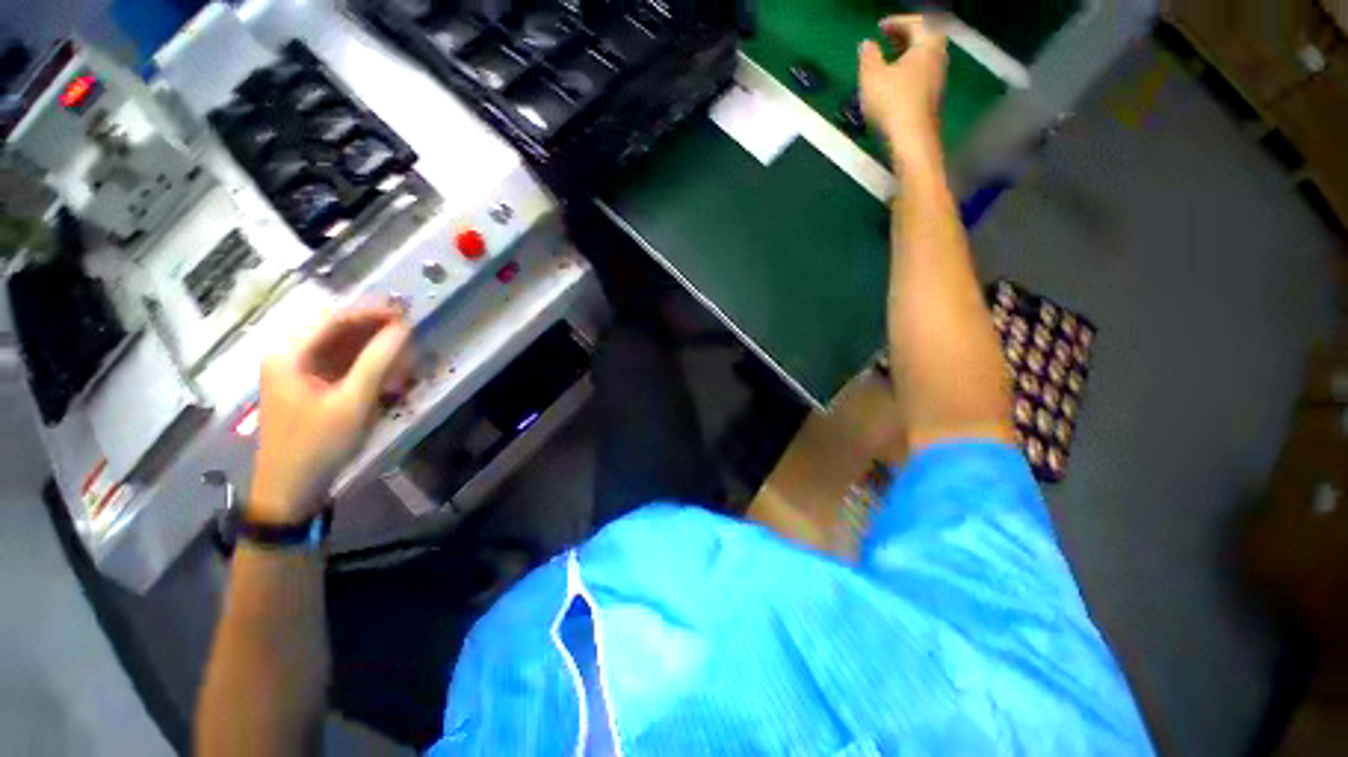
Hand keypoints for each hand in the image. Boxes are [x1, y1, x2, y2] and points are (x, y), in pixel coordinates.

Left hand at [249, 307, 412, 524]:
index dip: (372, 313)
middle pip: (337, 332)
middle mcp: (289, 357)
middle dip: (375, 333)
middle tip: (410, 337)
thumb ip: (377, 362)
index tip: (407, 314)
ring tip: (404, 358)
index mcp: (289, 354)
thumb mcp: (353, 402)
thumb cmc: (318, 444)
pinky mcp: (309, 389)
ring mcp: (298, 374)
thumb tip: (403, 329)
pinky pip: (340, 367)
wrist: (290, 489)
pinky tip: (388, 376)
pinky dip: (366, 368)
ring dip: (374, 351)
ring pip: (341, 349)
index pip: (334, 319)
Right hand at [858, 15, 947, 166]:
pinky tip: (894, 84)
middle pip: (925, 38)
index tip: (880, 26)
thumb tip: (867, 44)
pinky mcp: (932, 99)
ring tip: (888, 62)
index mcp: (926, 44)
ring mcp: (937, 80)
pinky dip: (909, 71)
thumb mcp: (872, 77)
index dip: (897, 21)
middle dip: (906, 36)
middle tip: (887, 39)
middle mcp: (937, 57)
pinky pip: (922, 75)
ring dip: (907, 55)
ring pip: (923, 58)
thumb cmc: (892, 103)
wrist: (912, 139)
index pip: (916, 22)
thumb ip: (868, 57)